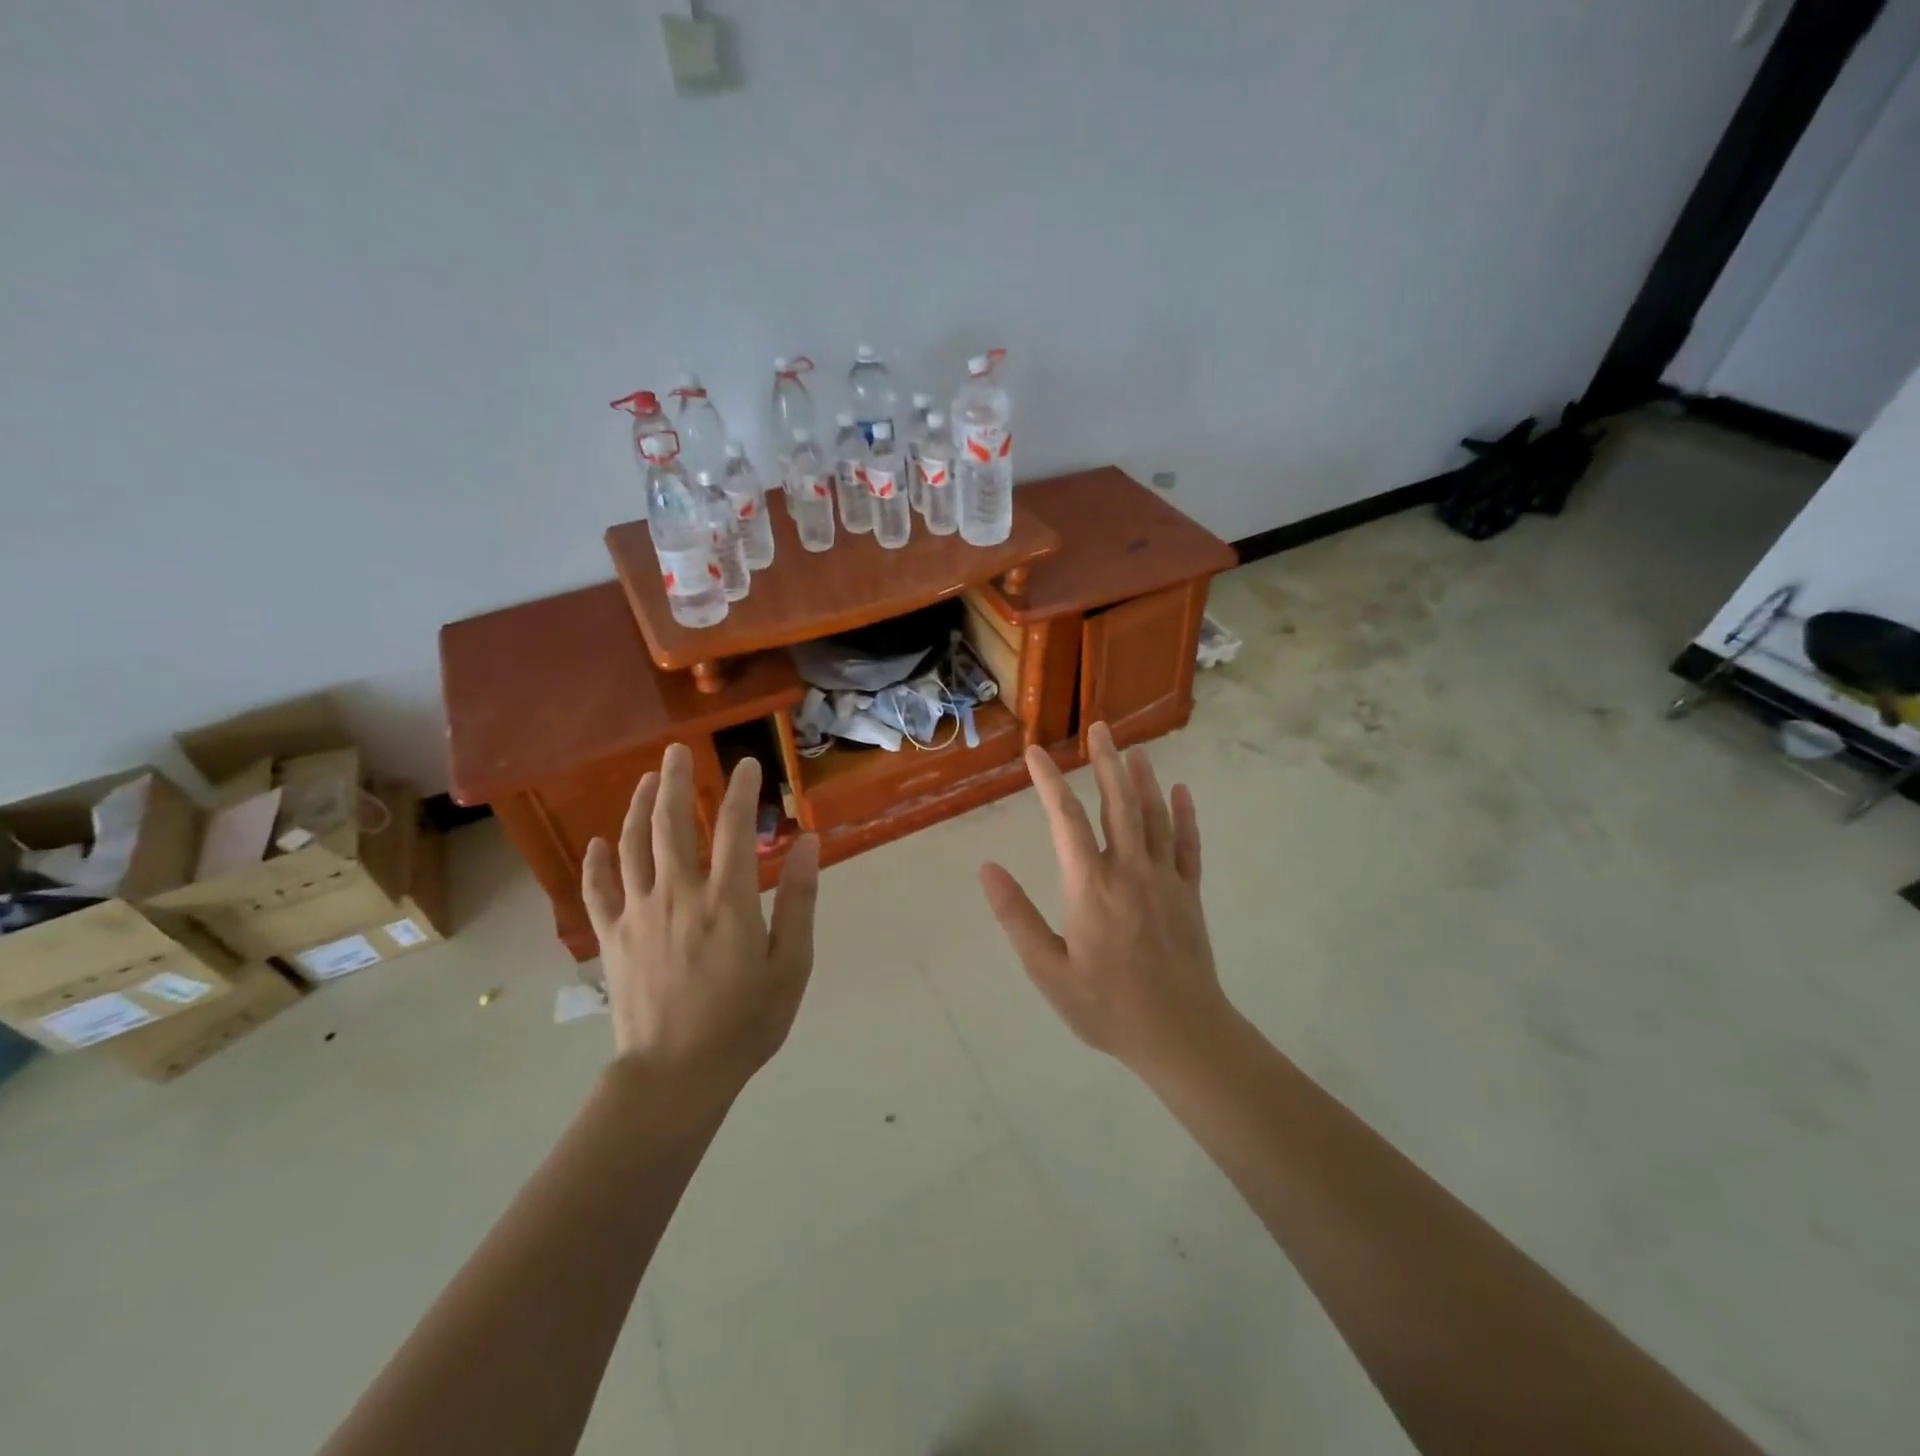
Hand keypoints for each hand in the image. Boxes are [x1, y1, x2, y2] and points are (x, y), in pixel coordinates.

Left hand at [582, 744, 819, 1087]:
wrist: (675, 1075)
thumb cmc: (745, 1022)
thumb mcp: (791, 965)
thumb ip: (800, 899)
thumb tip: (810, 843)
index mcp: (727, 900)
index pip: (733, 827)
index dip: (741, 790)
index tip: (747, 764)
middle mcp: (679, 894)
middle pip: (671, 823)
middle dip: (674, 780)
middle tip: (676, 750)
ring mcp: (639, 913)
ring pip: (633, 846)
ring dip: (637, 807)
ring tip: (644, 779)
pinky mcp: (613, 937)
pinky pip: (598, 890)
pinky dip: (597, 862)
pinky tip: (598, 842)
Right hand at [980, 723, 1226, 1074]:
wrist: (1181, 1035)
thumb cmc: (1106, 1007)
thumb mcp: (1048, 971)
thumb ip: (1016, 917)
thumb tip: (986, 869)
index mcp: (1091, 886)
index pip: (1065, 819)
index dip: (1049, 782)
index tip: (1035, 753)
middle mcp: (1130, 870)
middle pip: (1117, 803)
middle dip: (1105, 762)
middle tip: (1099, 727)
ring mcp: (1165, 879)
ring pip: (1154, 816)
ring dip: (1143, 779)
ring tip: (1134, 749)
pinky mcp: (1189, 893)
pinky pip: (1188, 844)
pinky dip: (1184, 815)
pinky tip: (1181, 791)